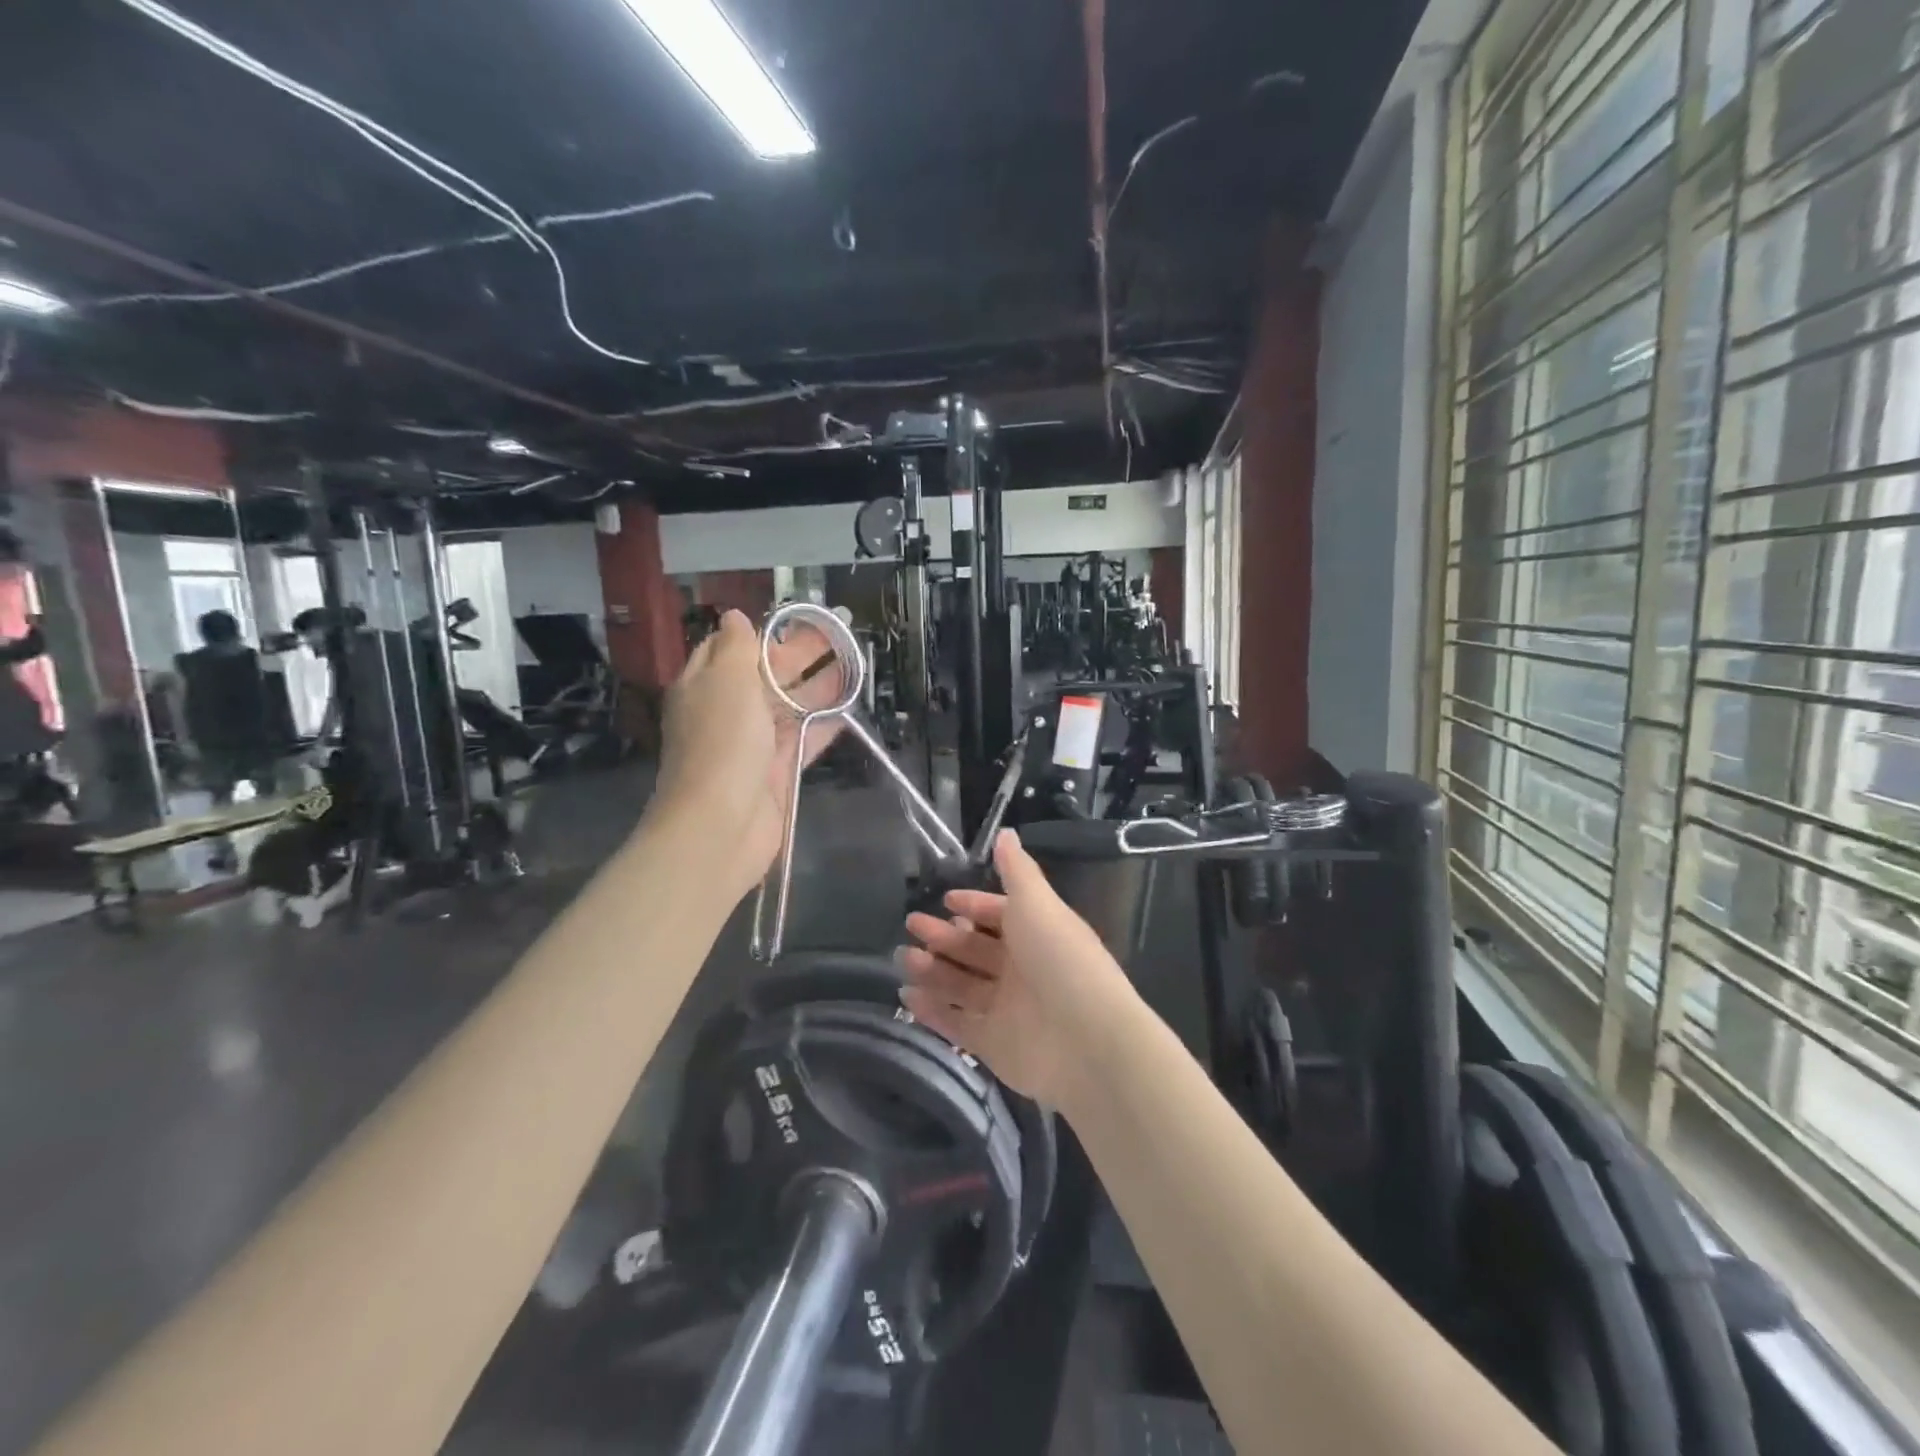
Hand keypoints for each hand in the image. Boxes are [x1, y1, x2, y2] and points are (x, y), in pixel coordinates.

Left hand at [653, 609, 844, 901]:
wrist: (721, 824)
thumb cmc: (722, 742)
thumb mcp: (726, 680)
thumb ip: (737, 647)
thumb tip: (734, 616)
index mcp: (705, 685)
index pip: (729, 649)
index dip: (761, 634)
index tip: (795, 620)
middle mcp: (727, 712)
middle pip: (766, 676)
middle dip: (799, 655)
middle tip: (839, 635)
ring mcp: (753, 744)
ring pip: (789, 707)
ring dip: (818, 686)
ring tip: (853, 664)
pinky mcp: (777, 772)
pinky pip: (804, 740)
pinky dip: (824, 724)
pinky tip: (849, 708)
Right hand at [898, 830, 1137, 1107]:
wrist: (1087, 1041)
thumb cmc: (1060, 959)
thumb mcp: (1038, 904)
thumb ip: (1017, 870)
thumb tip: (1006, 832)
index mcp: (1036, 933)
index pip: (1000, 915)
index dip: (974, 906)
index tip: (945, 900)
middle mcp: (1022, 969)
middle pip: (975, 949)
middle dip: (944, 936)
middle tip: (911, 925)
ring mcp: (1007, 1009)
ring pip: (961, 985)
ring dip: (932, 970)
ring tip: (902, 957)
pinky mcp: (993, 1045)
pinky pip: (957, 1023)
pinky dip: (932, 1010)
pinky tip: (906, 994)